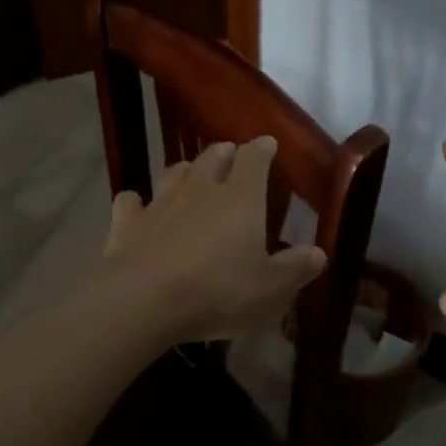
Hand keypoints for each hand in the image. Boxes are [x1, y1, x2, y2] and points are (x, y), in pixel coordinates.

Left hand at [96, 136, 325, 344]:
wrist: (142, 301)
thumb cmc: (217, 290)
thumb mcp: (270, 288)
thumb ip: (295, 268)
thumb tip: (319, 253)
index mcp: (241, 198)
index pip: (254, 159)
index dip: (262, 149)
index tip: (267, 144)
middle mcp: (201, 189)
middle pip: (213, 156)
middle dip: (224, 152)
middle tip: (231, 154)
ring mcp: (161, 203)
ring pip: (174, 172)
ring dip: (185, 169)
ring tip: (191, 173)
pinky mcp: (127, 223)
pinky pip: (130, 202)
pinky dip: (136, 201)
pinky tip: (136, 206)